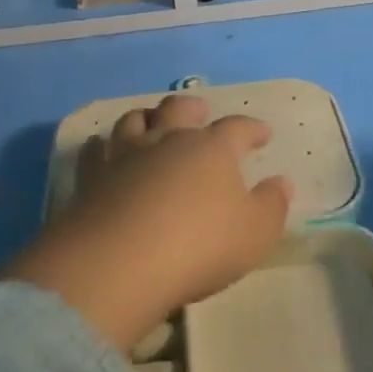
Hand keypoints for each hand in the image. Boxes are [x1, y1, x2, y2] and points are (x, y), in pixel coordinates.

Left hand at [1, 93, 291, 351]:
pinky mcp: (91, 178)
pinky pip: (94, 152)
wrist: (119, 263)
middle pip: (180, 108)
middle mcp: (169, 140)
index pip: (237, 128)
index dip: (252, 129)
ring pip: (134, 120)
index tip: (262, 134)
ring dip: (146, 117)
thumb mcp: (254, 233)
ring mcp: (126, 155)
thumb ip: (272, 205)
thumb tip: (281, 182)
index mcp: (212, 149)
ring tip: (151, 121)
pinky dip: (99, 146)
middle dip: (192, 108)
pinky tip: (100, 147)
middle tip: (199, 112)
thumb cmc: (199, 246)